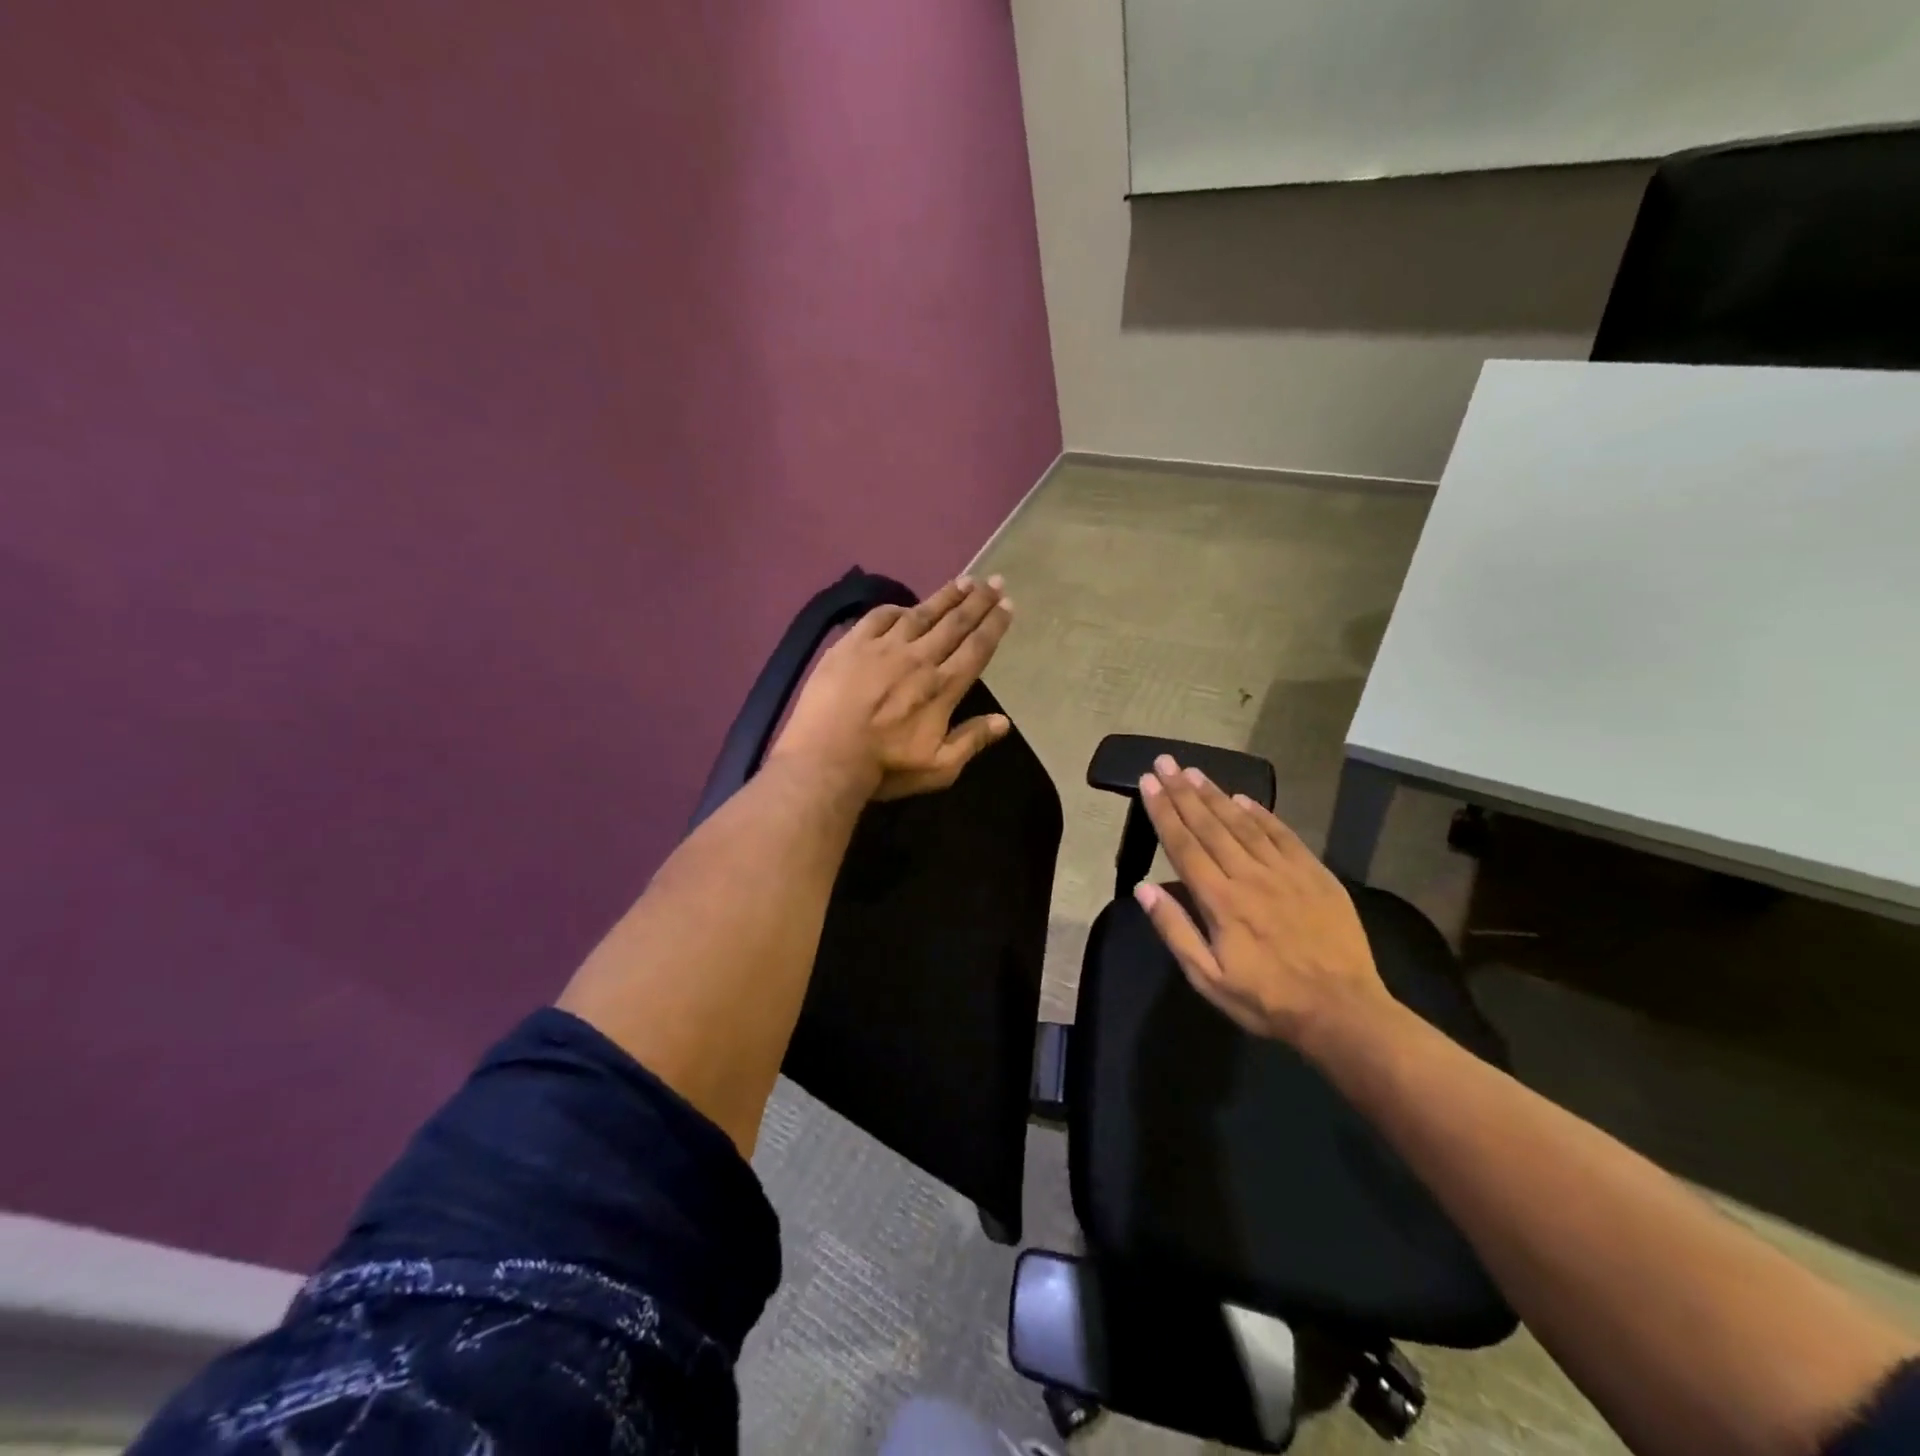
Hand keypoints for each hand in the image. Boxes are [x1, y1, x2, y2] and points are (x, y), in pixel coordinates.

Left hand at [769, 574, 1014, 801]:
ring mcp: (883, 647)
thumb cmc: (886, 767)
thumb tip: (1004, 722)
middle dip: (978, 600)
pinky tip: (905, 606)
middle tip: (994, 580)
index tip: (1008, 604)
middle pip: (954, 623)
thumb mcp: (939, 768)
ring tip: (963, 580)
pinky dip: (896, 609)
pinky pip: (879, 617)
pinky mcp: (851, 644)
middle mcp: (919, 659)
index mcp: (943, 687)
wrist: (825, 758)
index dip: (994, 625)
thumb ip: (971, 741)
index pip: (976, 648)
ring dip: (945, 596)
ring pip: (921, 613)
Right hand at [1132, 755, 1390, 1048]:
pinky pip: (1282, 834)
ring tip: (1194, 771)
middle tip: (1164, 762)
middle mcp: (1248, 875)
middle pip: (1209, 825)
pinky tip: (1244, 798)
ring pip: (1243, 823)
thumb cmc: (1268, 1000)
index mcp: (1220, 901)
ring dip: (1215, 795)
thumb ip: (1175, 930)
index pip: (1183, 845)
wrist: (1343, 1011)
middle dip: (1182, 791)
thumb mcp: (1208, 979)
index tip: (1148, 782)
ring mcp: (1285, 871)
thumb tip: (1143, 888)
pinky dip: (1261, 813)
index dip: (1163, 811)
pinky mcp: (1315, 874)